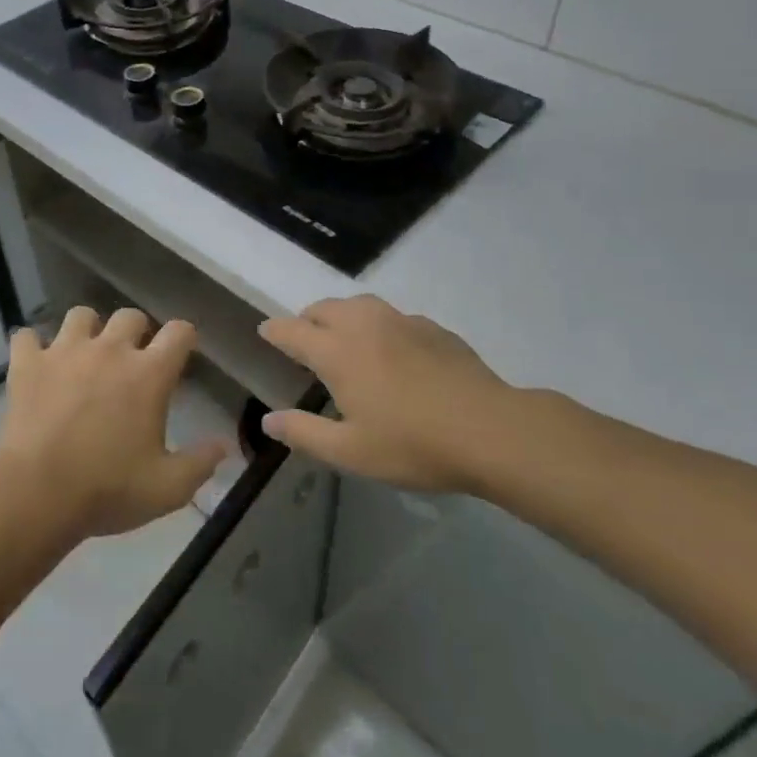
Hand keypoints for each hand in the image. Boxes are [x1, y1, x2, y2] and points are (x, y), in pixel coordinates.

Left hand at [0, 306, 225, 543]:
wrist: (37, 493)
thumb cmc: (109, 489)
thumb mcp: (168, 488)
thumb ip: (200, 463)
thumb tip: (223, 445)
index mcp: (149, 373)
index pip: (179, 332)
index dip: (184, 337)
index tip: (183, 351)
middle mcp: (110, 350)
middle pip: (130, 316)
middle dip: (136, 332)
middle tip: (132, 360)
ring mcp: (65, 352)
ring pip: (80, 315)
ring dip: (87, 330)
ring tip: (85, 354)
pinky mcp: (28, 364)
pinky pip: (26, 336)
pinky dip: (32, 347)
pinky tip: (36, 363)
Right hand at [257, 295, 522, 492]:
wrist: (490, 430)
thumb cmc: (413, 444)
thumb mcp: (350, 451)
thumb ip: (304, 433)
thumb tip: (267, 420)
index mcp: (337, 352)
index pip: (293, 331)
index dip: (275, 330)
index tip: (265, 331)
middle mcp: (365, 326)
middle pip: (324, 308)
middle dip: (307, 318)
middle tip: (303, 337)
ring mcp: (402, 322)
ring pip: (359, 304)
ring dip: (341, 314)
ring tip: (342, 335)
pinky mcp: (433, 328)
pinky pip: (392, 316)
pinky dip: (377, 324)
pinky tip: (391, 348)